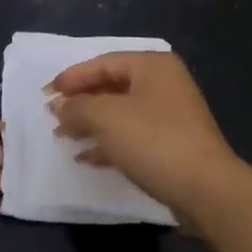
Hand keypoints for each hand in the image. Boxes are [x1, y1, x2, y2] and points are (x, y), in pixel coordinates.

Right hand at [48, 52, 241, 219]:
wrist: (206, 189)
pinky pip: (132, 135)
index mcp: (153, 65)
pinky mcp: (172, 144)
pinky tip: (86, 158)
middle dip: (81, 101)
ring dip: (91, 124)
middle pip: (113, 86)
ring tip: (63, 137)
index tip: (46, 93)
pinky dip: (109, 143)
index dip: (72, 77)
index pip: (104, 62)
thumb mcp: (106, 118)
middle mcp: (164, 83)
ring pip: (121, 112)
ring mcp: (171, 115)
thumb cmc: (154, 141)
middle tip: (53, 115)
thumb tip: (59, 106)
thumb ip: (77, 107)